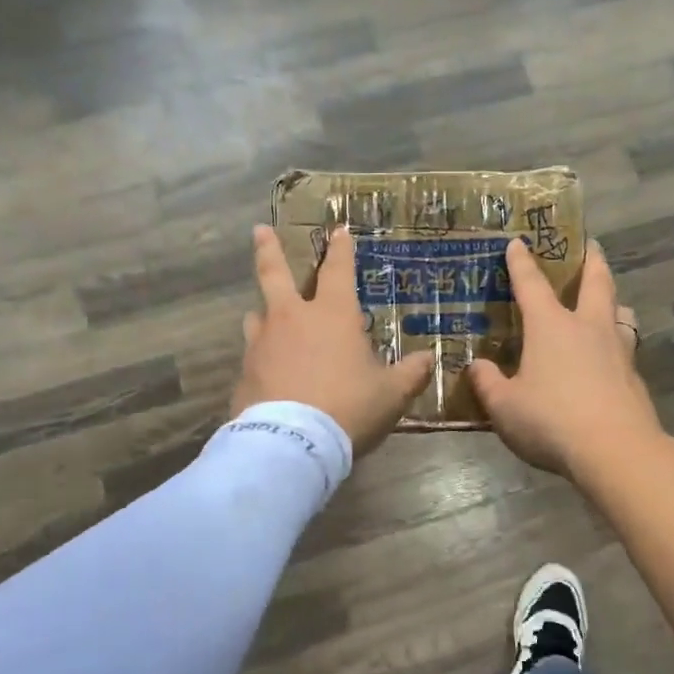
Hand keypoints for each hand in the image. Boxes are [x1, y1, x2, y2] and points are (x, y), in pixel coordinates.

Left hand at [232, 225, 435, 455]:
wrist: (292, 444)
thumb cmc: (349, 408)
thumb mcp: (391, 394)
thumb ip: (411, 373)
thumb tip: (429, 358)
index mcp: (332, 315)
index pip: (337, 270)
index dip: (340, 249)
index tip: (339, 230)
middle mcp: (292, 319)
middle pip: (275, 273)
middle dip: (269, 249)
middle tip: (260, 230)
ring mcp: (262, 344)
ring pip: (258, 314)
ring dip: (264, 311)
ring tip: (265, 315)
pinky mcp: (244, 372)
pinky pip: (253, 354)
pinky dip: (261, 355)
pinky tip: (267, 371)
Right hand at [468, 238, 664, 475]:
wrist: (615, 450)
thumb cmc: (551, 420)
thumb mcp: (504, 407)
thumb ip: (487, 383)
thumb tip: (477, 366)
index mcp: (551, 327)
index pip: (532, 284)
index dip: (522, 262)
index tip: (518, 242)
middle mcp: (588, 328)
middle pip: (596, 282)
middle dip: (591, 260)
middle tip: (591, 245)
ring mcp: (617, 350)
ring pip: (620, 312)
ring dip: (614, 301)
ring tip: (610, 302)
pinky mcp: (634, 377)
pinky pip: (626, 348)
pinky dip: (618, 343)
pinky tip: (611, 359)